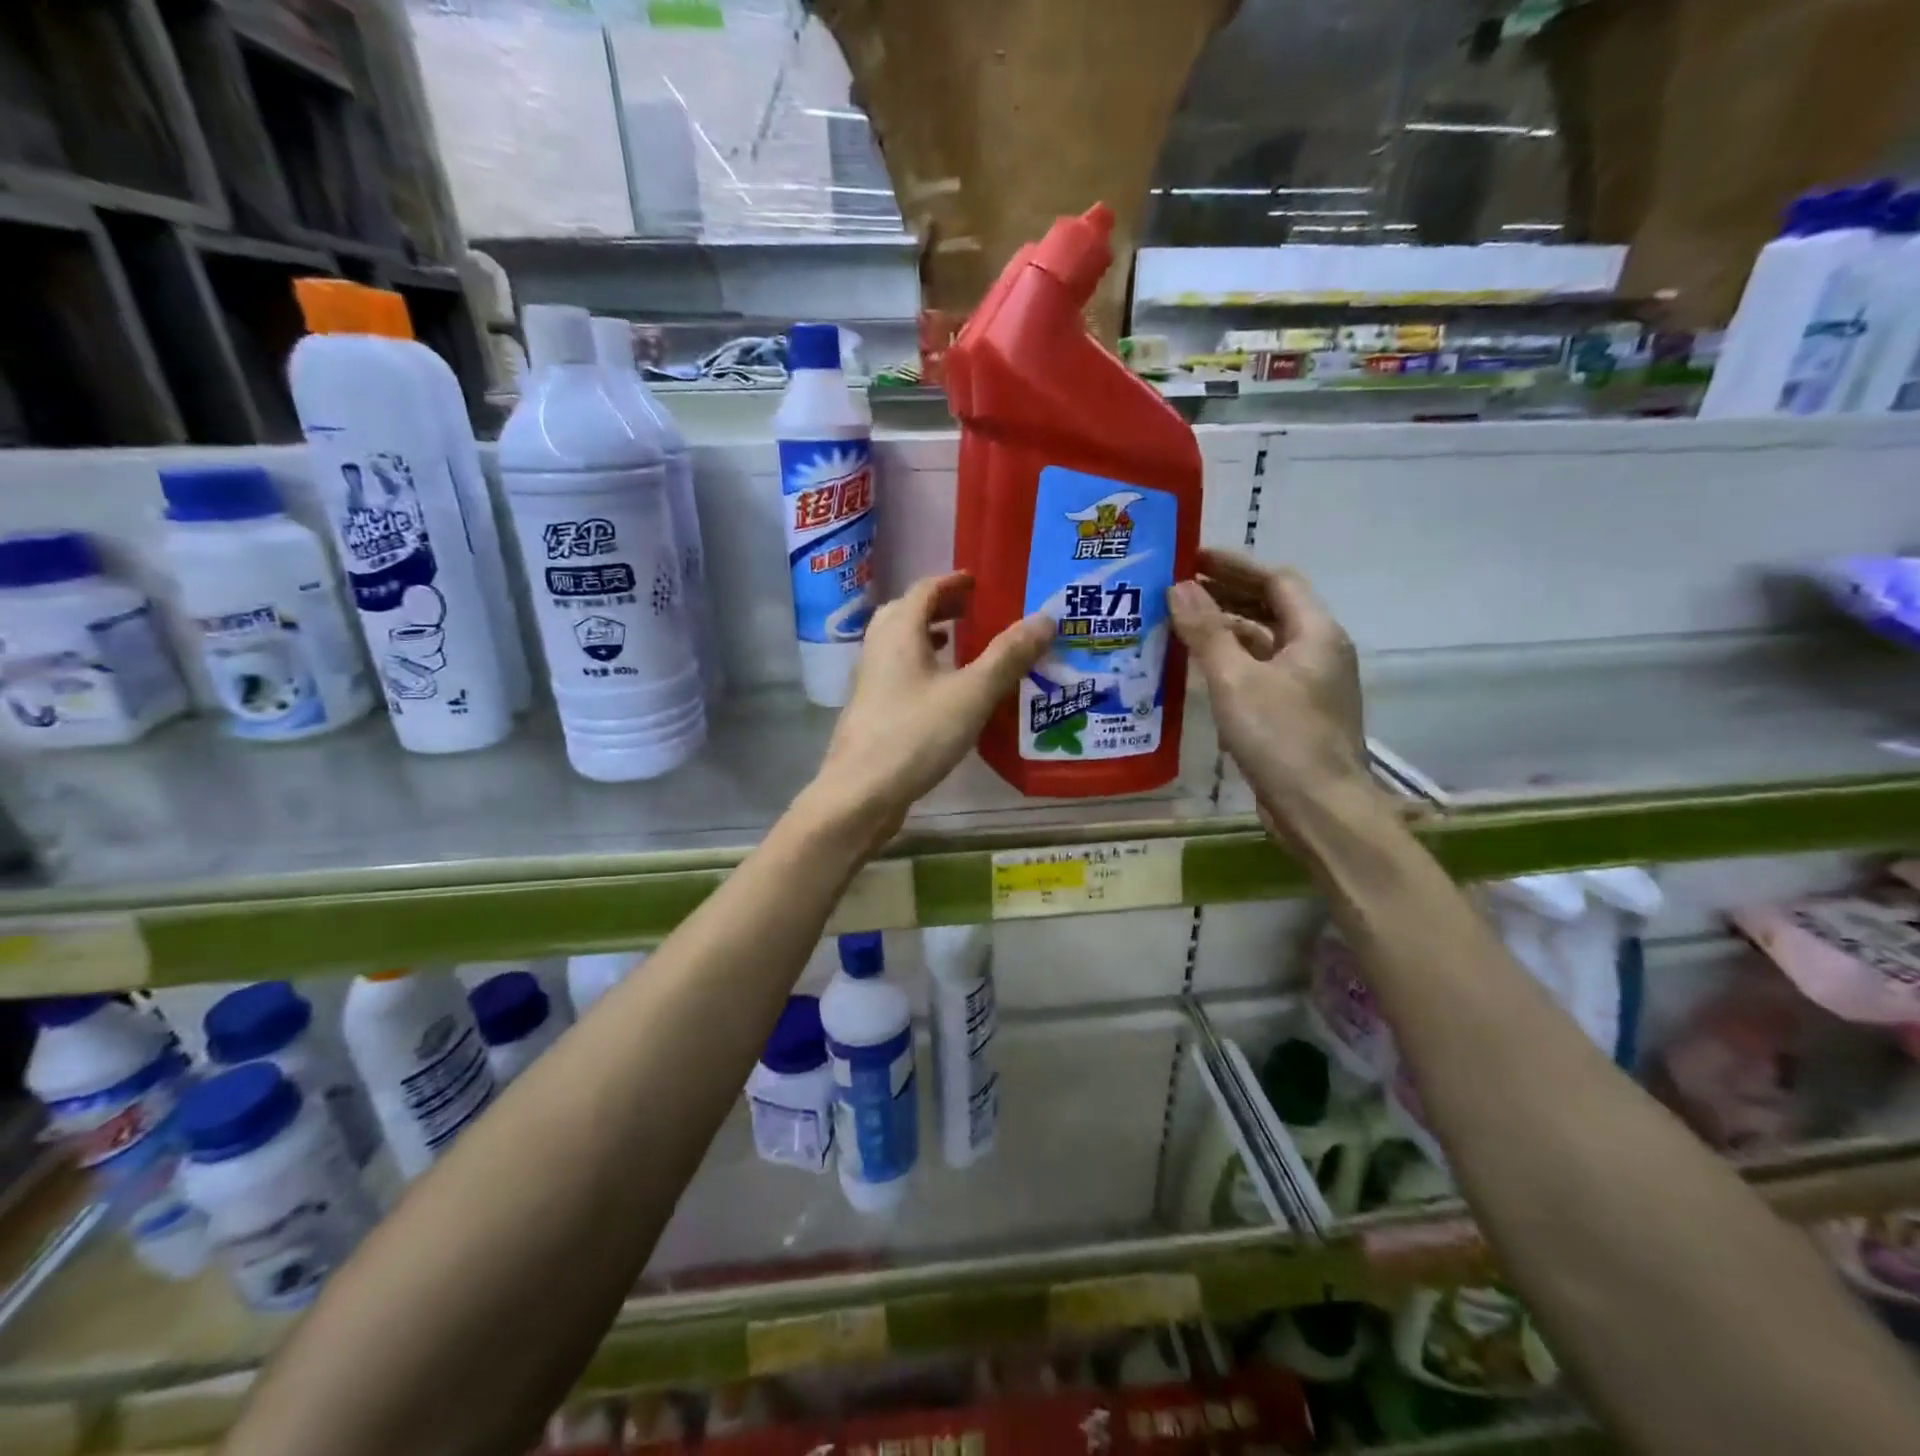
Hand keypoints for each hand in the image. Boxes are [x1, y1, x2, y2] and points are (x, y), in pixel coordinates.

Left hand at [804, 572, 1051, 851]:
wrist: (861, 793)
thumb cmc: (916, 735)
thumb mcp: (972, 694)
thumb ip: (1008, 656)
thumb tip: (1045, 617)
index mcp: (899, 634)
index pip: (923, 591)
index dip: (951, 582)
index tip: (977, 582)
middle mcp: (878, 650)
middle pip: (905, 613)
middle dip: (938, 607)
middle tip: (972, 611)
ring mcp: (870, 682)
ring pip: (898, 645)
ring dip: (927, 636)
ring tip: (958, 644)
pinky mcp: (871, 711)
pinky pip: (898, 673)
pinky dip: (921, 667)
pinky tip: (942, 692)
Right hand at [1169, 549, 1368, 824]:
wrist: (1320, 810)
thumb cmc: (1281, 738)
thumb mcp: (1235, 681)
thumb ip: (1207, 632)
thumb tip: (1180, 586)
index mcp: (1316, 634)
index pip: (1276, 581)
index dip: (1235, 566)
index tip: (1192, 558)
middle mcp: (1319, 652)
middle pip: (1272, 609)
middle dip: (1228, 595)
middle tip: (1179, 589)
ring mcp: (1310, 686)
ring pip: (1266, 644)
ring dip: (1227, 630)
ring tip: (1182, 624)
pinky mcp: (1297, 714)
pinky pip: (1262, 673)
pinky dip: (1234, 663)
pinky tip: (1201, 672)